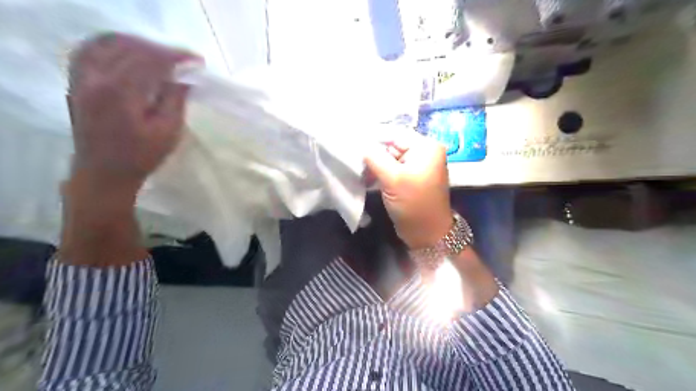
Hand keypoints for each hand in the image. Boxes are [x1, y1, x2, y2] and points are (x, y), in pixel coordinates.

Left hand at [67, 33, 198, 192]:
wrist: (104, 172)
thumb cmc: (141, 156)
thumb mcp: (168, 132)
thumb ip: (175, 100)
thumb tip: (184, 78)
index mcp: (120, 91)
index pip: (150, 60)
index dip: (176, 57)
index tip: (197, 61)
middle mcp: (95, 77)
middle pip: (130, 47)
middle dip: (160, 50)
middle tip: (182, 61)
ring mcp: (81, 77)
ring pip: (107, 43)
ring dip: (138, 45)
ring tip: (160, 56)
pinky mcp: (77, 82)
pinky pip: (90, 50)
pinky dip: (113, 46)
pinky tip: (130, 53)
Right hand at [364, 130, 451, 249]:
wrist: (427, 234)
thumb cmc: (413, 204)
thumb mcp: (392, 179)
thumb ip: (374, 157)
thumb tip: (360, 143)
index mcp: (426, 147)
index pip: (395, 134)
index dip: (373, 137)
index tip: (351, 142)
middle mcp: (423, 152)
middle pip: (392, 145)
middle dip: (372, 153)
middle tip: (352, 159)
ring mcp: (417, 166)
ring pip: (389, 158)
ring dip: (374, 165)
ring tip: (359, 172)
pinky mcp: (410, 178)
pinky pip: (392, 169)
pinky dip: (379, 173)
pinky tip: (366, 179)